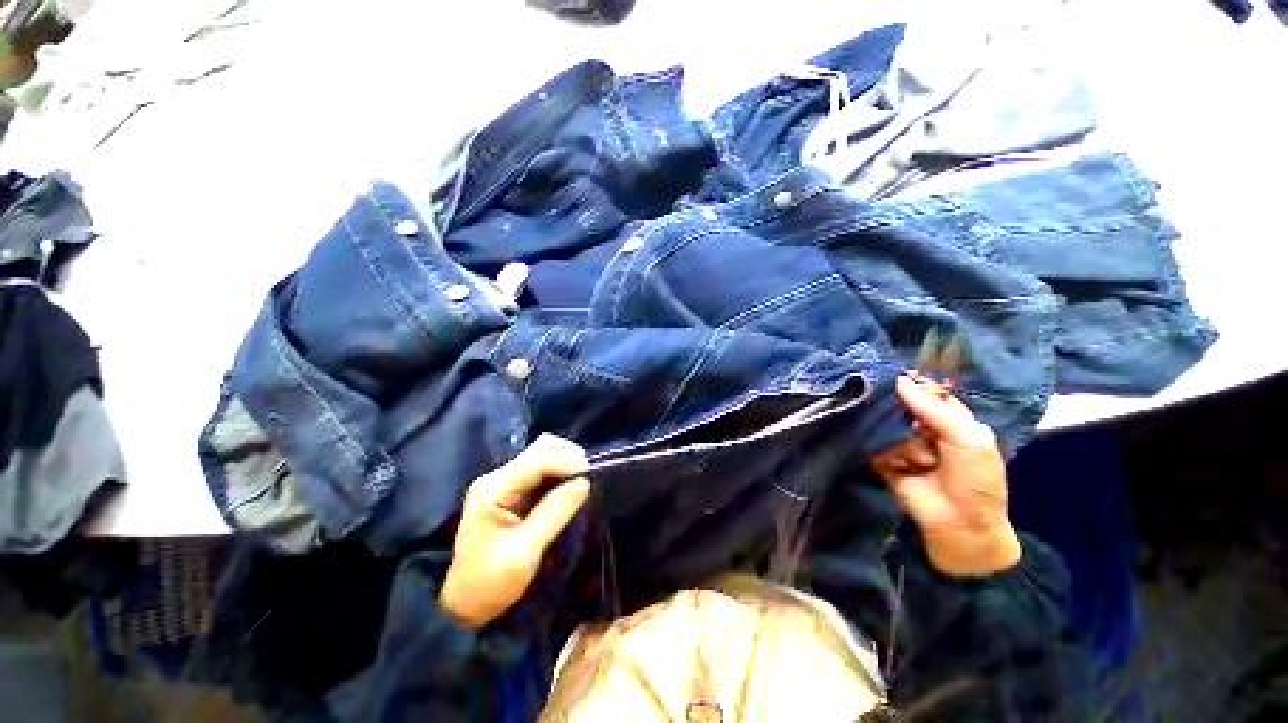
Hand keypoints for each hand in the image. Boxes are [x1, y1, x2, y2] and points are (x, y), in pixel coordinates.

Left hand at [438, 435, 589, 628]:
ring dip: (564, 463)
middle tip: (588, 477)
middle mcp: (497, 478)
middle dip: (567, 457)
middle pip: (540, 449)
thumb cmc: (489, 583)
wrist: (463, 607)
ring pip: (542, 456)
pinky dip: (558, 473)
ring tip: (581, 481)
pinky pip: (541, 471)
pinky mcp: (511, 492)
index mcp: (493, 489)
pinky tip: (568, 487)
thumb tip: (584, 483)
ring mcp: (503, 483)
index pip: (537, 461)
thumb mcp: (524, 552)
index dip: (566, 463)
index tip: (590, 475)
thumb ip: (554, 513)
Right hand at [871, 375, 1020, 576]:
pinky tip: (903, 467)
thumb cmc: (975, 480)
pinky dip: (889, 455)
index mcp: (950, 418)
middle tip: (913, 426)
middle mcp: (923, 428)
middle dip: (903, 414)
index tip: (896, 377)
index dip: (912, 384)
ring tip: (921, 463)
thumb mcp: (968, 439)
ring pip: (889, 427)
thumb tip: (900, 380)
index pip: (926, 392)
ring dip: (905, 445)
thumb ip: (934, 409)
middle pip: (901, 406)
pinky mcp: (884, 459)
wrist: (960, 525)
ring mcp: (902, 443)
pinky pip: (876, 445)